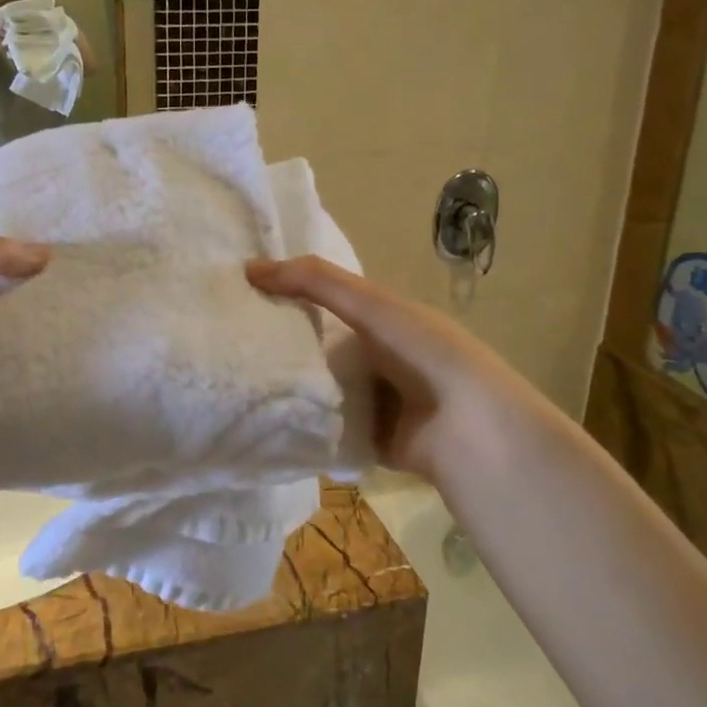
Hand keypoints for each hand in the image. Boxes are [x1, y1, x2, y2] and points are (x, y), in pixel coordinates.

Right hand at [246, 256, 531, 485]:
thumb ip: (316, 283)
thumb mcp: (370, 306)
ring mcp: (379, 402)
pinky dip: (309, 426)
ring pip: (325, 390)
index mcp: (388, 321)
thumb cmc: (424, 353)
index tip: (248, 296)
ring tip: (243, 382)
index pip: (331, 303)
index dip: (294, 296)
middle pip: (324, 348)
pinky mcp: (372, 440)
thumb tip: (250, 266)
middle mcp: (383, 359)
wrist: (471, 430)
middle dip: (287, 346)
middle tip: (236, 343)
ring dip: (296, 389)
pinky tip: (270, 421)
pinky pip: (331, 429)